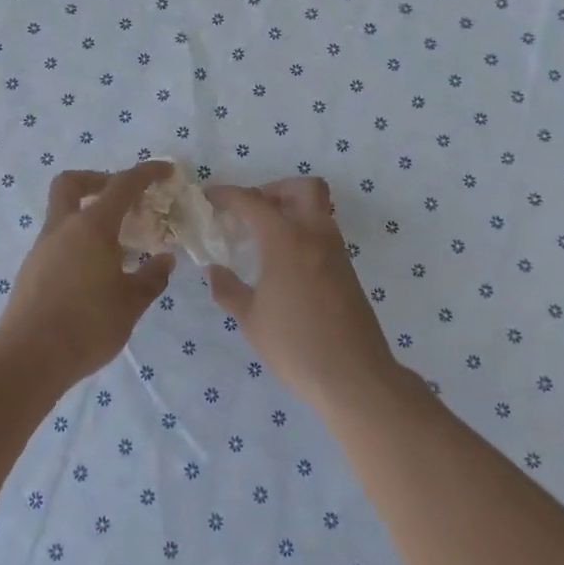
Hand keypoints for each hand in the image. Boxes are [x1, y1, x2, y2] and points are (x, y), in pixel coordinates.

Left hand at [0, 163, 176, 384]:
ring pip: (63, 214)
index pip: (122, 185)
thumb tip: (164, 260)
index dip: (146, 173)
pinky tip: (95, 274)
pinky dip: (78, 243)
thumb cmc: (87, 325)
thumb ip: (151, 278)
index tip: (166, 171)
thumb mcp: (130, 304)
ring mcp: (42, 249)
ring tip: (118, 248)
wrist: (28, 358)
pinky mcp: (31, 271)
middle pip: (72, 184)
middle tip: (123, 199)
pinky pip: (58, 242)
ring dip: (89, 217)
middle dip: (98, 180)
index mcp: (91, 227)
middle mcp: (63, 229)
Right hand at [204, 178, 401, 411]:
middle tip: (251, 212)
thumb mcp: (251, 320)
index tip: (210, 198)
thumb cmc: (295, 345)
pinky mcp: (347, 271)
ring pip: (318, 209)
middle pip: (302, 188)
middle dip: (274, 190)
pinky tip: (284, 264)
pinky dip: (303, 233)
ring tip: (263, 238)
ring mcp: (336, 252)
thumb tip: (214, 271)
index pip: (253, 202)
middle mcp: (316, 235)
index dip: (228, 195)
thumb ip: (229, 290)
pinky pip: (324, 234)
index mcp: (287, 240)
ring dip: (291, 210)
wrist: (354, 376)